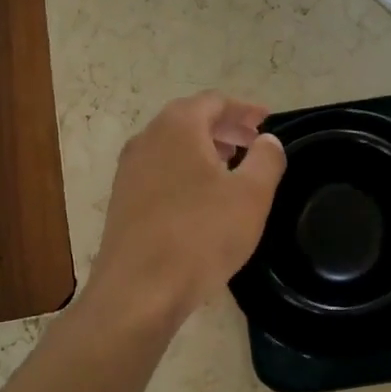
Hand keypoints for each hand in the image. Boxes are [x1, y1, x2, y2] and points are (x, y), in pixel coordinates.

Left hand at [88, 92, 285, 322]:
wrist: (140, 290)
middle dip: (224, 127)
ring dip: (203, 149)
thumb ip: (266, 159)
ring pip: (172, 146)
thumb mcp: (251, 195)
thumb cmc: (202, 235)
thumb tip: (267, 140)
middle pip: (190, 119)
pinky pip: (159, 170)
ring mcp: (129, 170)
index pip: (214, 101)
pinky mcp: (122, 200)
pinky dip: (184, 170)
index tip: (266, 120)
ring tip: (230, 166)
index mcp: (178, 127)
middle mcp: (147, 139)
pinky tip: (201, 197)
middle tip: (252, 142)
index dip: (244, 108)